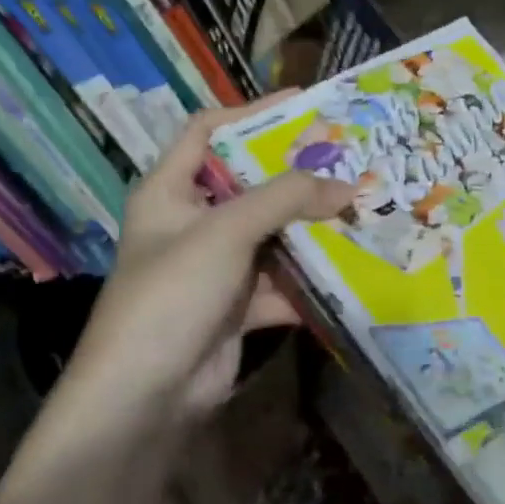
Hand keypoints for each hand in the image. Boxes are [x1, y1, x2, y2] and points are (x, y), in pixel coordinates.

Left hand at [0, 95, 353, 503]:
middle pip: (250, 184)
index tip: (304, 105)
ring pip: (271, 235)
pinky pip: (280, 282)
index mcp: (170, 190)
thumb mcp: (226, 232)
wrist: (143, 399)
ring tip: (361, 210)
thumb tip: (345, 184)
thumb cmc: (172, 293)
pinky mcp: (236, 306)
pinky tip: (350, 271)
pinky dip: (309, 280)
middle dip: (297, 175)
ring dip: (311, 229)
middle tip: (348, 159)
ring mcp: (215, 266)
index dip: (251, 113)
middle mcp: (191, 222)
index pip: (208, 131)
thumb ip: (286, 199)